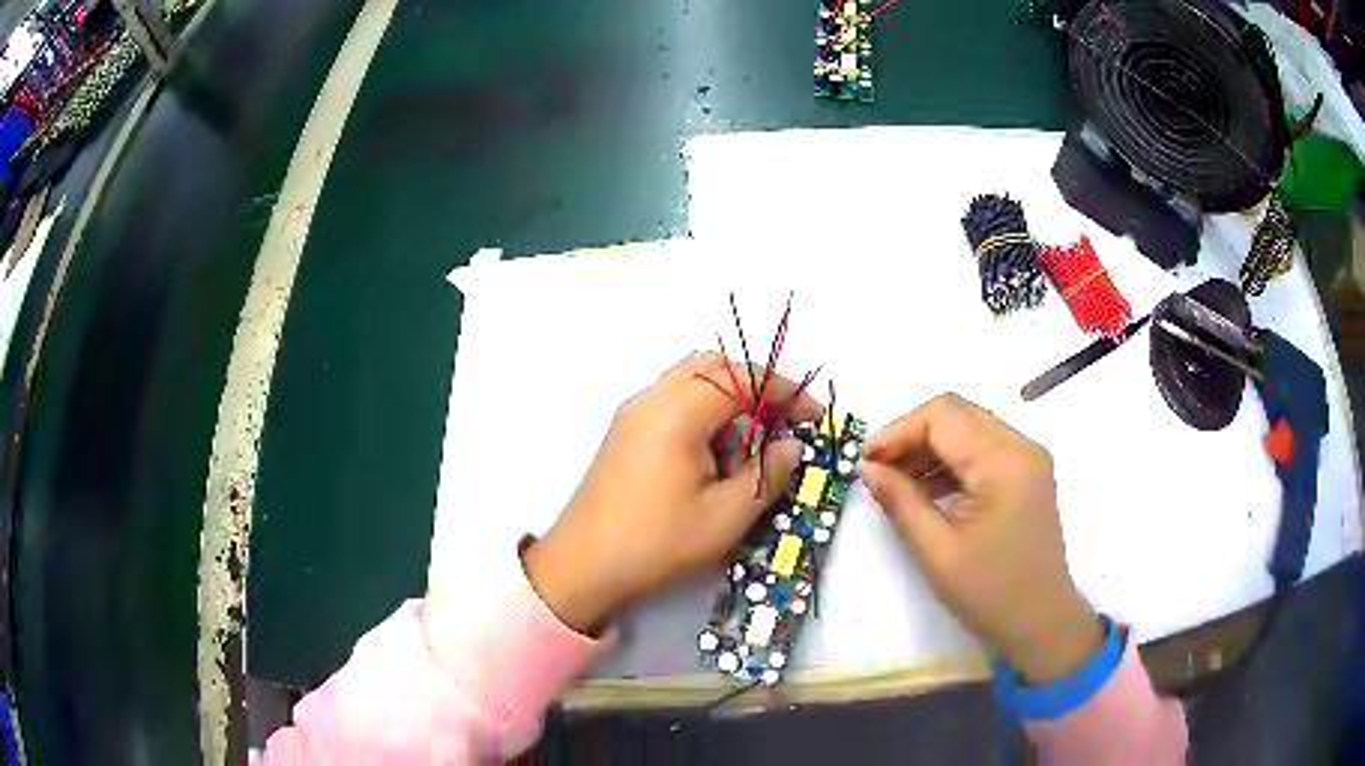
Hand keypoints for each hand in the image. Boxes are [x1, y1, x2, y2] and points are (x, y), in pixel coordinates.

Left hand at [524, 352, 821, 633]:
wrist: (582, 565)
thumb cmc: (655, 543)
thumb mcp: (725, 517)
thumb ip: (767, 475)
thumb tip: (791, 447)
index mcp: (678, 412)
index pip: (743, 377)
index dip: (787, 392)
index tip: (814, 418)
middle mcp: (652, 398)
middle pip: (717, 367)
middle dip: (758, 390)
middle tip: (784, 426)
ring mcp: (634, 412)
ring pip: (695, 383)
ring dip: (729, 406)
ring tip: (742, 461)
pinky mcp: (625, 430)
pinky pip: (674, 403)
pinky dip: (703, 418)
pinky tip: (710, 465)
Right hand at [859, 394, 1101, 683]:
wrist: (1040, 621)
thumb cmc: (989, 592)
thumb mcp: (936, 551)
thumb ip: (900, 501)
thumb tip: (868, 467)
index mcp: (1003, 462)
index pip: (942, 415)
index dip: (898, 430)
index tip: (866, 461)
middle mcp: (1021, 446)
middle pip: (956, 413)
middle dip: (912, 435)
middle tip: (878, 469)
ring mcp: (1028, 457)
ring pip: (969, 427)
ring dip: (930, 447)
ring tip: (898, 482)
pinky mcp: (1027, 472)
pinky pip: (983, 448)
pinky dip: (952, 460)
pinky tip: (928, 489)